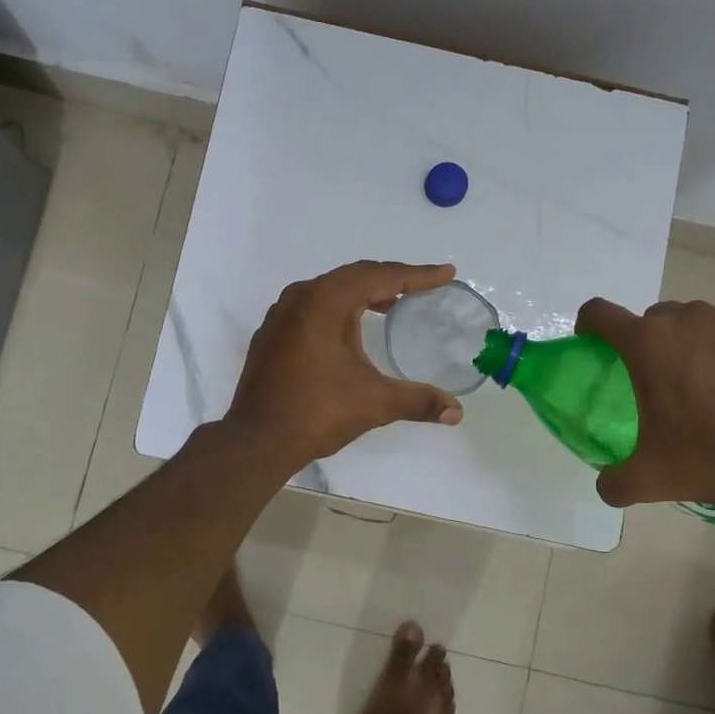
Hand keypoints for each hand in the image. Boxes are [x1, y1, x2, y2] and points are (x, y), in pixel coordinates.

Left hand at [227, 261, 464, 470]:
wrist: (257, 439)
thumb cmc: (318, 411)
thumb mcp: (375, 403)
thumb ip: (418, 401)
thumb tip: (457, 413)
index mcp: (328, 301)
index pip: (381, 276)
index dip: (418, 275)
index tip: (446, 274)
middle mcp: (302, 297)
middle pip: (355, 275)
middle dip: (392, 279)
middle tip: (422, 287)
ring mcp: (281, 314)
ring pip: (330, 290)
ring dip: (363, 293)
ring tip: (392, 305)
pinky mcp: (271, 334)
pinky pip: (311, 307)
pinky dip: (338, 308)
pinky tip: (350, 330)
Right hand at [574, 297, 714, 507]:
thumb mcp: (652, 479)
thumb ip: (615, 482)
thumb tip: (606, 485)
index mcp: (649, 344)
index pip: (600, 313)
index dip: (589, 325)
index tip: (593, 344)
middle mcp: (690, 321)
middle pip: (655, 318)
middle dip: (650, 343)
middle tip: (661, 384)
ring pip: (702, 325)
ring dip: (697, 348)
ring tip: (713, 391)